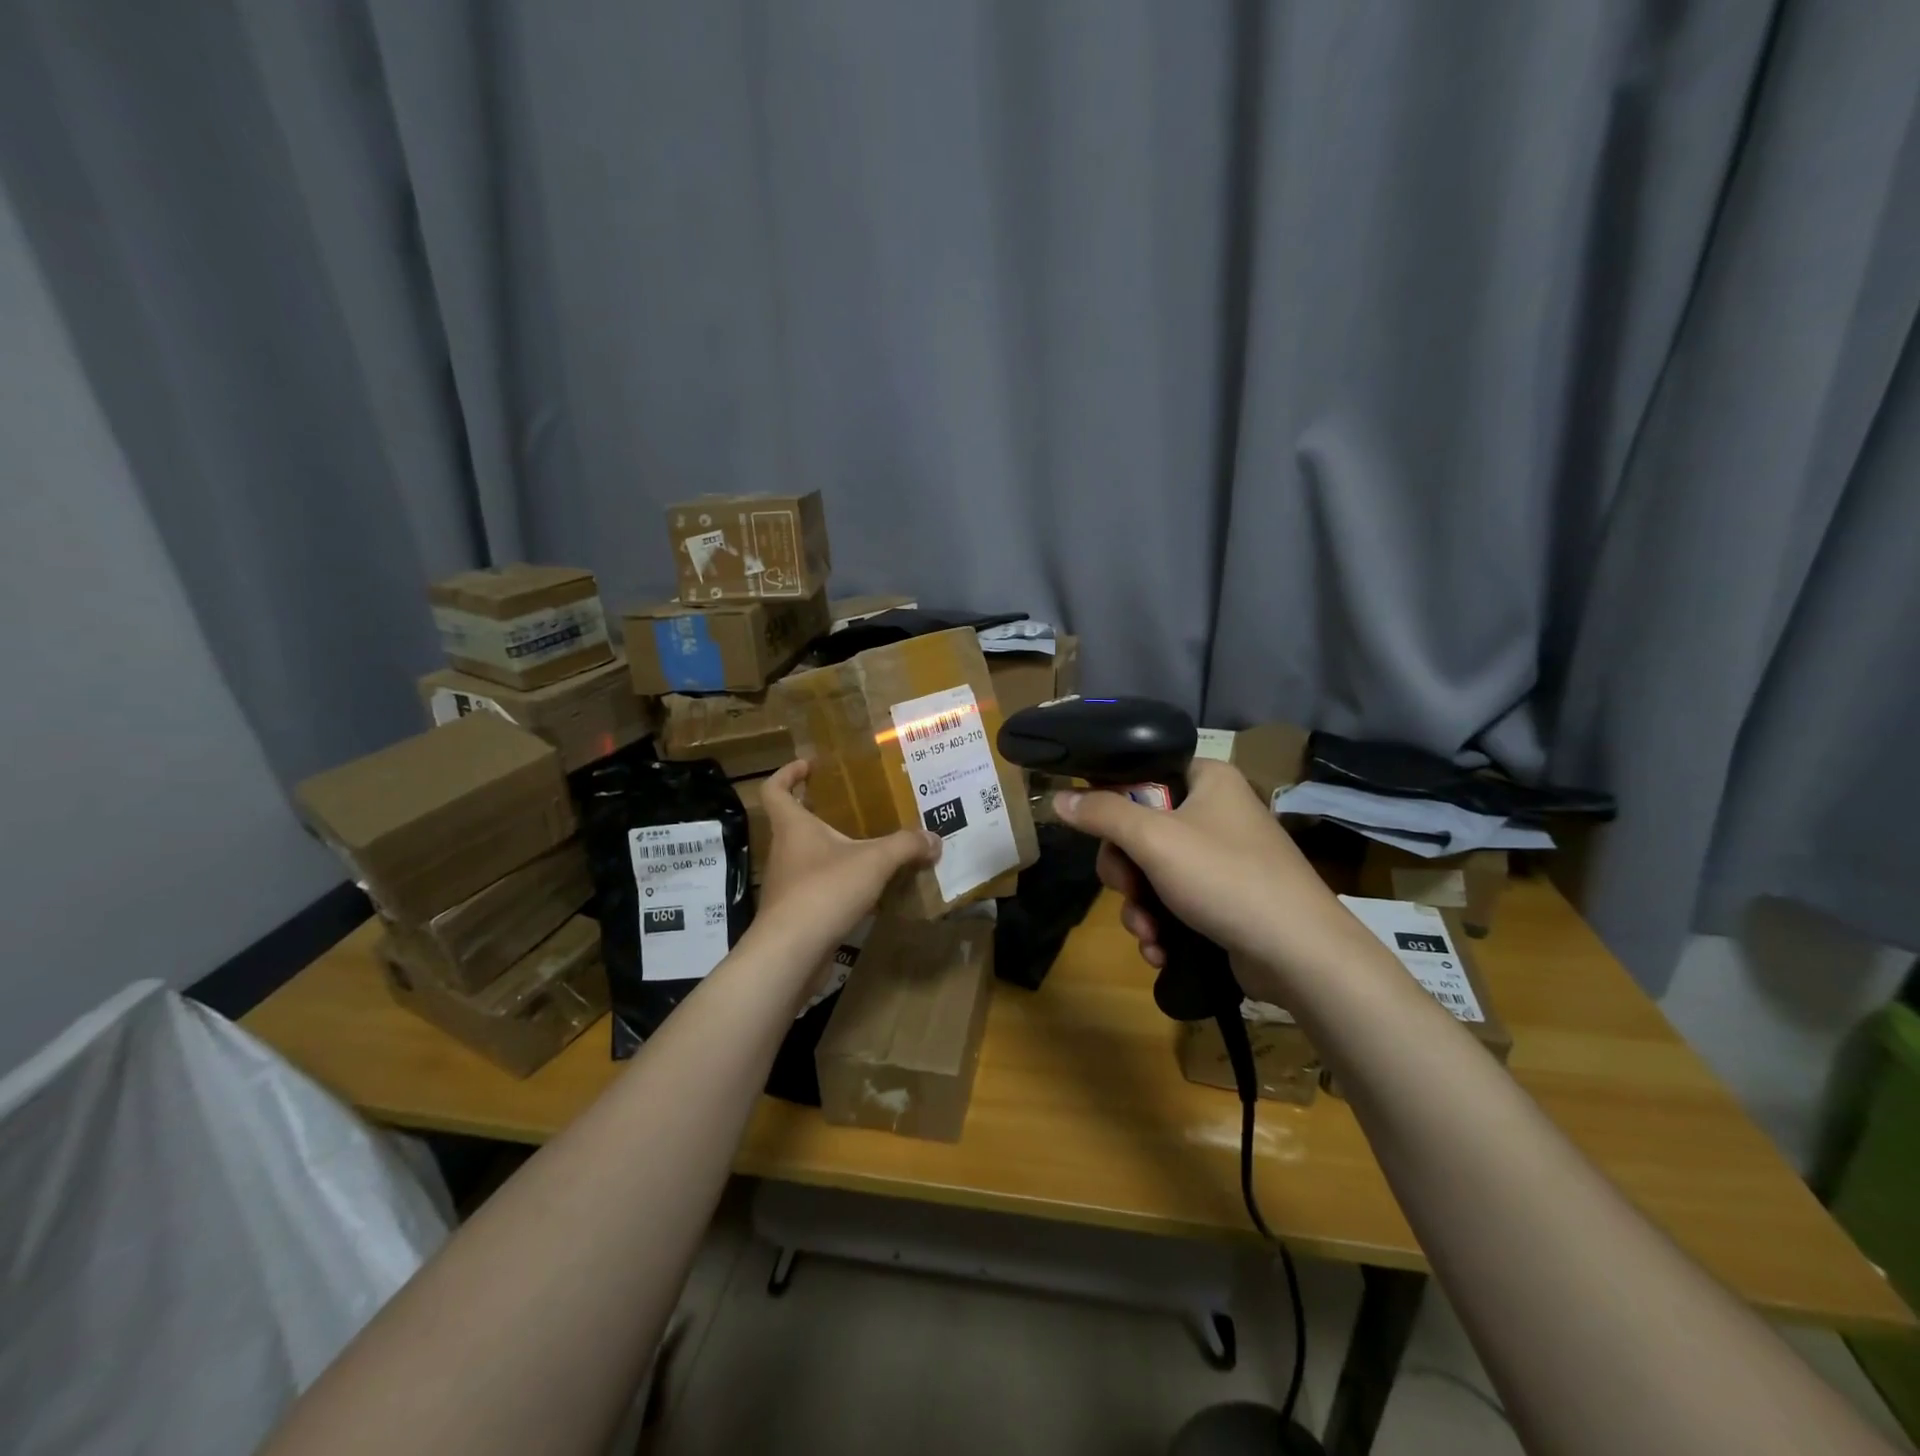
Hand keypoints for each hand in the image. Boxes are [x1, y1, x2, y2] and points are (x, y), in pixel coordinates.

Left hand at [751, 760, 939, 967]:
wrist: (791, 952)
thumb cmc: (825, 890)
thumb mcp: (874, 861)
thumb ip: (906, 846)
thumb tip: (935, 839)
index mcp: (793, 826)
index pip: (775, 789)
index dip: (788, 773)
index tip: (809, 766)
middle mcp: (784, 850)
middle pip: (794, 822)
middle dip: (820, 812)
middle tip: (854, 807)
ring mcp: (787, 883)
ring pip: (808, 857)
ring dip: (833, 850)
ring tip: (868, 848)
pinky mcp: (795, 912)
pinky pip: (818, 887)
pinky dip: (838, 883)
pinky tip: (866, 889)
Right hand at [1052, 759, 1343, 975]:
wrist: (1299, 955)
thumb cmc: (1226, 878)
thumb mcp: (1154, 840)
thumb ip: (1102, 814)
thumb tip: (1057, 797)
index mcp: (1207, 779)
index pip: (1141, 776)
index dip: (1113, 806)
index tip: (1100, 836)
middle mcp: (1216, 812)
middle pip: (1140, 829)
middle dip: (1126, 873)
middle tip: (1128, 891)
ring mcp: (1222, 858)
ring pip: (1152, 872)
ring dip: (1139, 907)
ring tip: (1148, 934)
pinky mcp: (1226, 899)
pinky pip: (1175, 901)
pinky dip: (1162, 925)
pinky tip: (1160, 950)